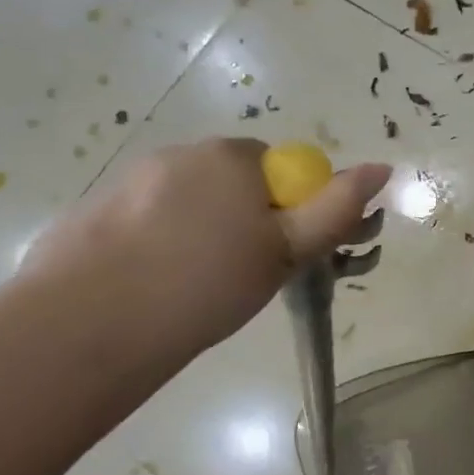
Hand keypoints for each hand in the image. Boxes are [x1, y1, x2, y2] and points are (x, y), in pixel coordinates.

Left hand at [25, 138, 390, 369]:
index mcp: (232, 157)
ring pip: (189, 201)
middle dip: (245, 219)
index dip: (288, 211)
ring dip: (202, 231)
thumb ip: (335, 210)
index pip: (281, 169)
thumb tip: (382, 168)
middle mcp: (182, 153)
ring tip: (194, 288)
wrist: (91, 321)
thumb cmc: (207, 283)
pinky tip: (153, 286)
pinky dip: (159, 243)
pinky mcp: (96, 210)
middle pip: (233, 182)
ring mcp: (132, 179)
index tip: (280, 255)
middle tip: (243, 275)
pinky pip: (148, 220)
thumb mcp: (285, 251)